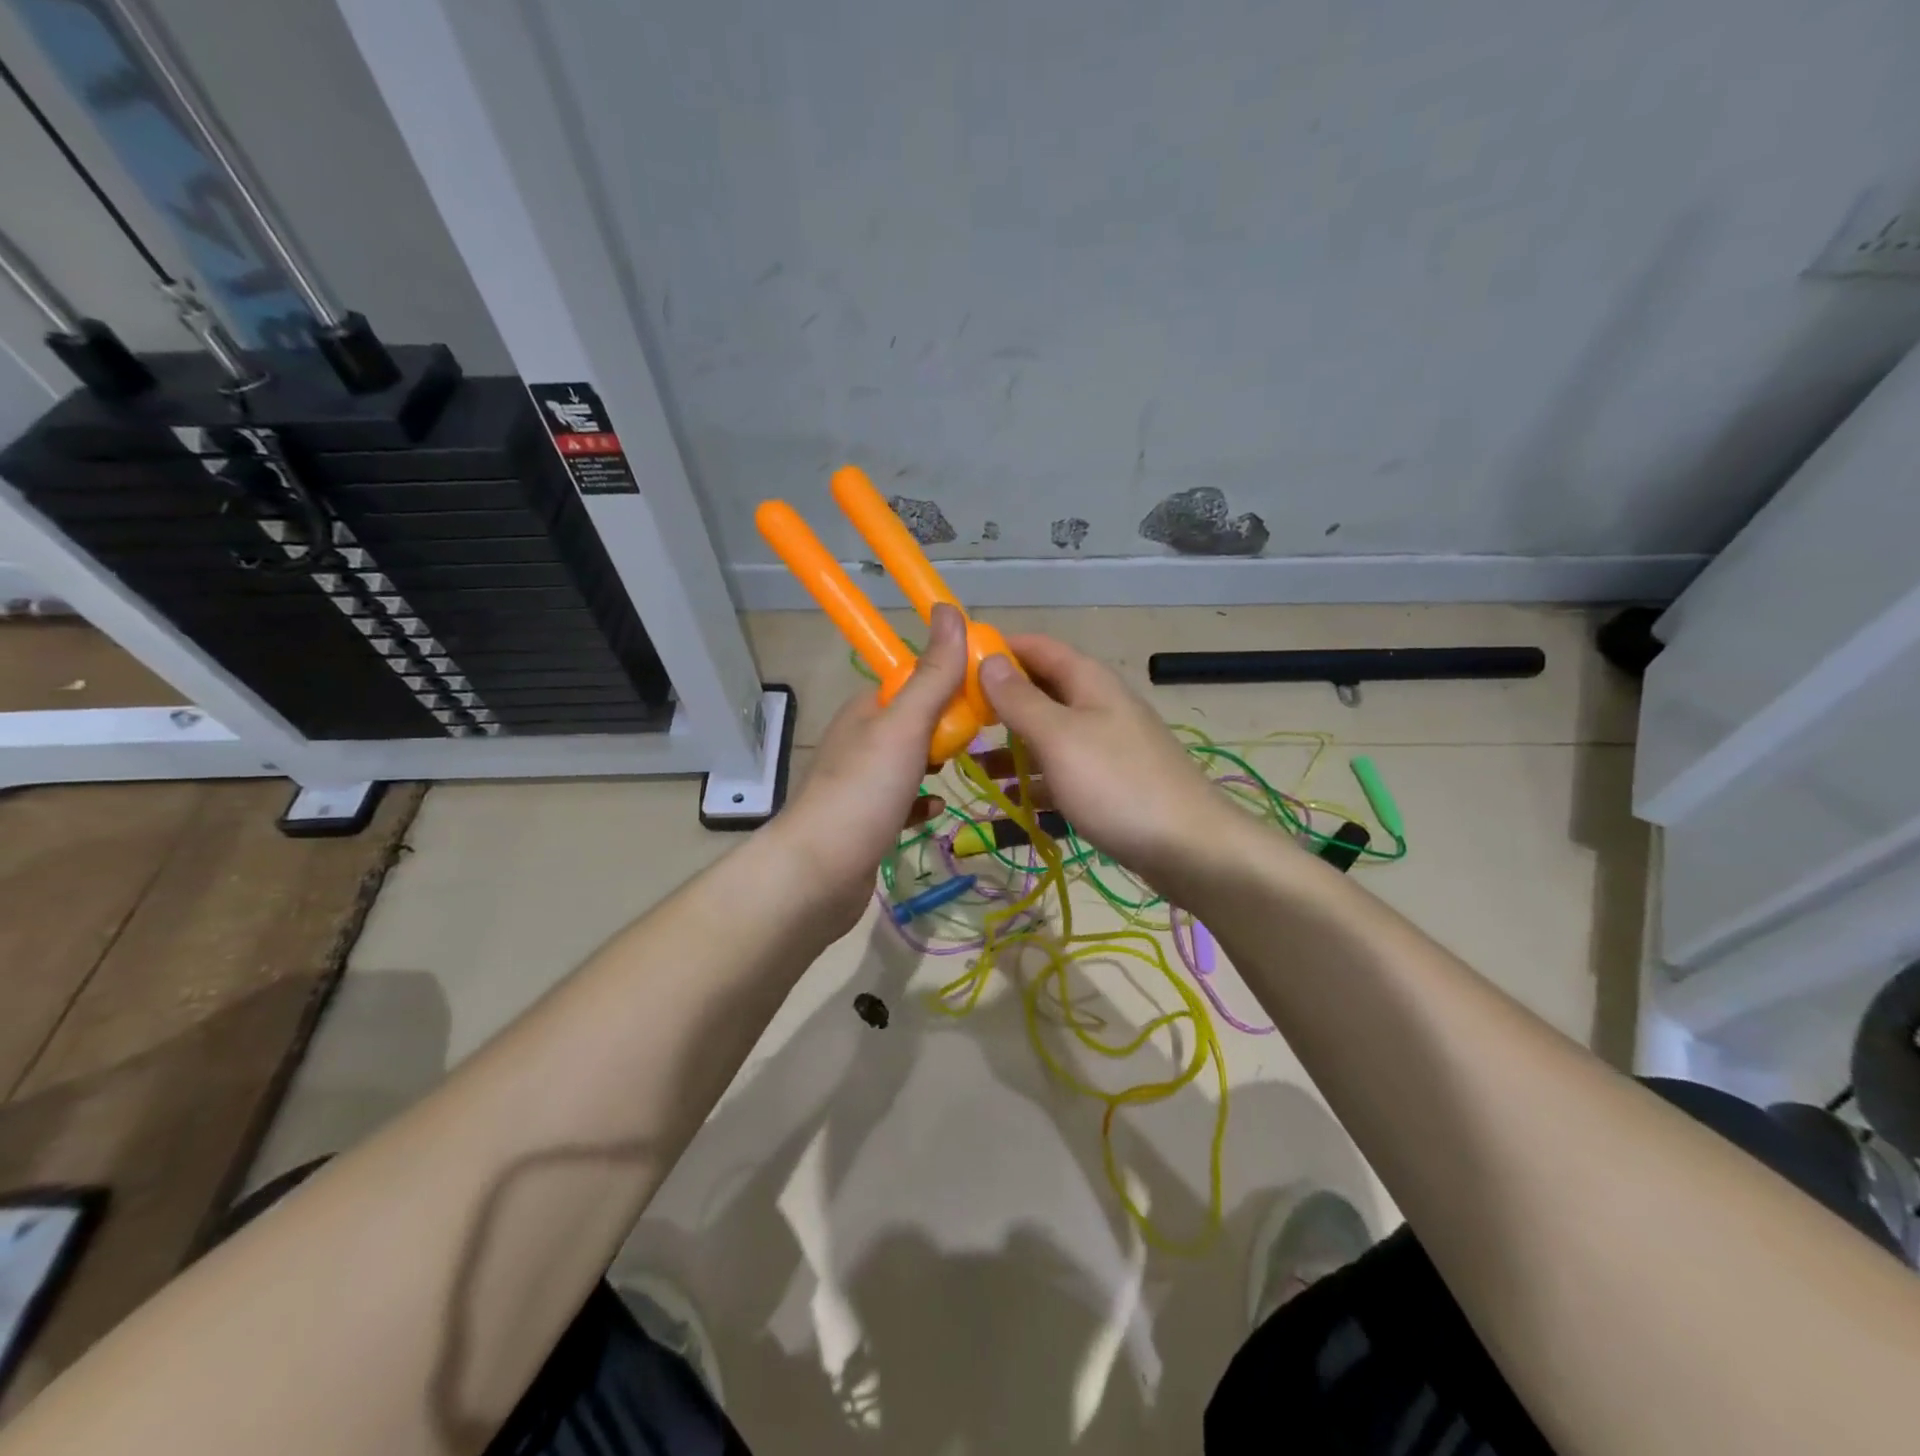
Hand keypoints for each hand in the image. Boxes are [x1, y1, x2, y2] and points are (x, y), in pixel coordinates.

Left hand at [773, 603, 969, 936]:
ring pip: (909, 761)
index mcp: (867, 709)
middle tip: (987, 735)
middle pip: (915, 720)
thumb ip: (932, 675)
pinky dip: (922, 801)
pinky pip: (902, 801)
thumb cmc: (864, 792)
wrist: (817, 875)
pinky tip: (937, 810)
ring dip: (937, 761)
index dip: (950, 680)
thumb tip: (950, 609)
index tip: (989, 692)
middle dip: (949, 724)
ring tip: (973, 764)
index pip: (914, 679)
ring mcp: (861, 782)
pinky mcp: (866, 820)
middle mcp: (861, 740)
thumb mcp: (904, 726)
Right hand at [978, 634, 1235, 880]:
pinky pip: (1062, 769)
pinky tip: (1009, 798)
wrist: (1190, 848)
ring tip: (970, 762)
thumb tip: (989, 660)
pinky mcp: (1110, 782)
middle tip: (956, 720)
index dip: (998, 649)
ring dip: (1012, 744)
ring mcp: (1106, 745)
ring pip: (1048, 733)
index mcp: (1088, 681)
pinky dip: (1035, 778)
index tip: (954, 667)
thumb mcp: (1059, 737)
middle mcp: (1098, 705)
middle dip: (998, 702)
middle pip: (1041, 690)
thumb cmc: (1117, 785)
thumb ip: (1020, 699)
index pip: (1037, 647)